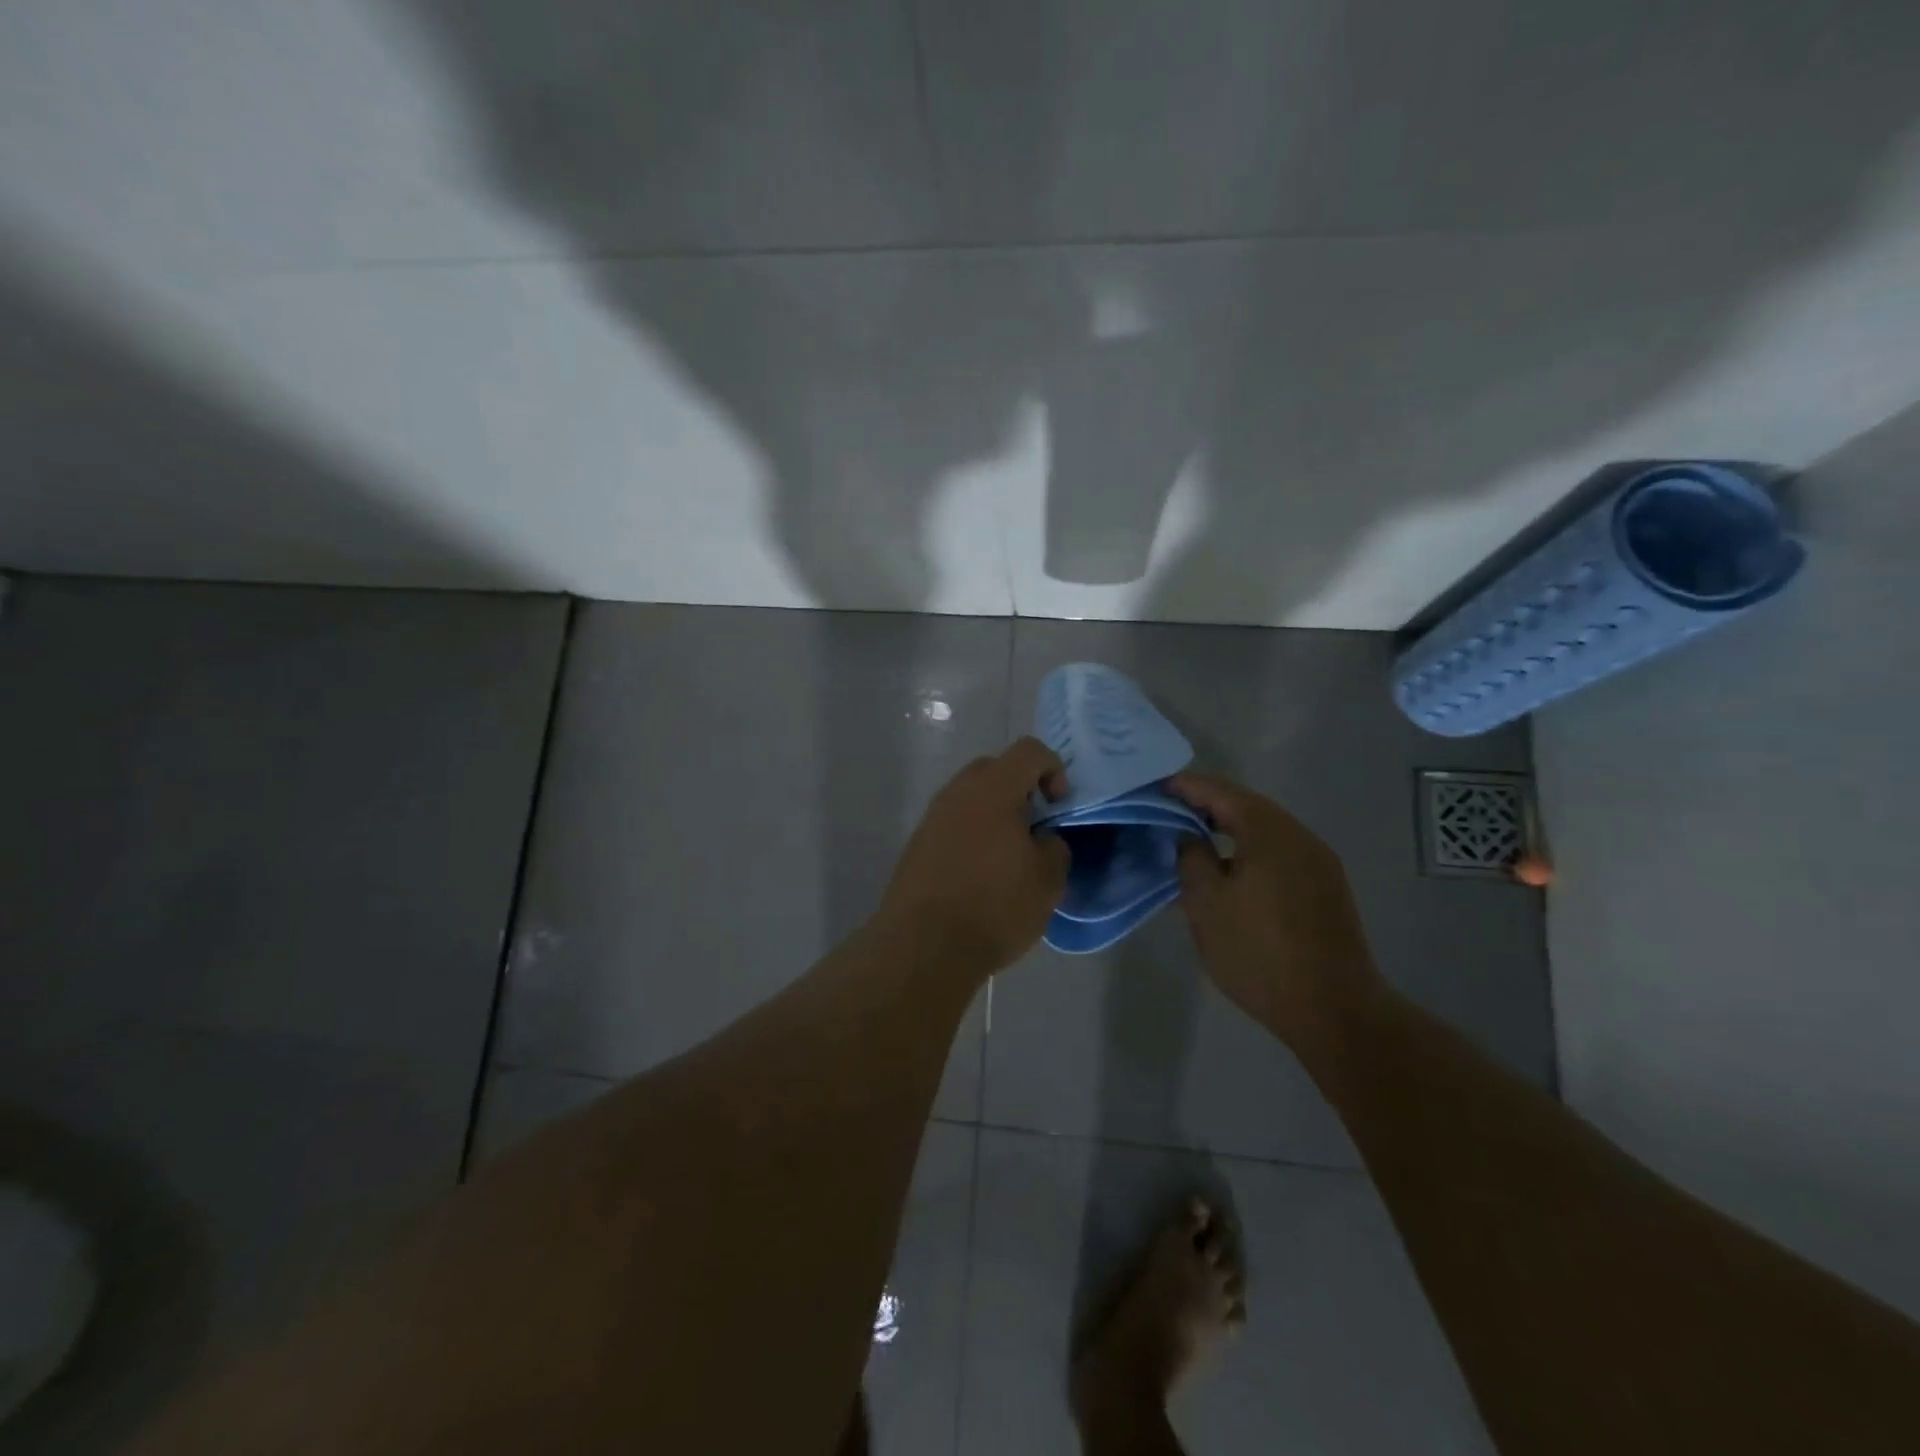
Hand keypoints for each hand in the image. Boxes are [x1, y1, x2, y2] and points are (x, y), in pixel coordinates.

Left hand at [878, 737, 1071, 975]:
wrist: (924, 946)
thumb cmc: (995, 906)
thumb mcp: (1048, 880)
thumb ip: (1054, 846)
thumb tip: (1041, 839)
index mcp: (993, 789)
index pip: (1029, 750)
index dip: (1053, 769)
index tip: (1058, 807)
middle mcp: (958, 792)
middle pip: (995, 769)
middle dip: (1021, 790)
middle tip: (1034, 828)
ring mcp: (932, 817)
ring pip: (971, 798)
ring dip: (994, 815)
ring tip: (1008, 857)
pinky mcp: (916, 844)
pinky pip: (953, 824)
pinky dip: (972, 835)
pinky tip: (980, 875)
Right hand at [1170, 773, 1384, 1041]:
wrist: (1334, 1010)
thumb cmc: (1259, 952)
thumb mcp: (1206, 904)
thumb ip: (1191, 859)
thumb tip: (1190, 837)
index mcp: (1269, 831)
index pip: (1220, 791)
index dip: (1186, 786)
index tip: (1156, 789)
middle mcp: (1299, 836)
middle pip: (1247, 807)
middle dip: (1207, 807)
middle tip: (1170, 814)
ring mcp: (1319, 863)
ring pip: (1265, 832)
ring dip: (1229, 831)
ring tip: (1195, 844)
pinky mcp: (1327, 889)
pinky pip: (1280, 855)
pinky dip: (1250, 853)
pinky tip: (1231, 875)